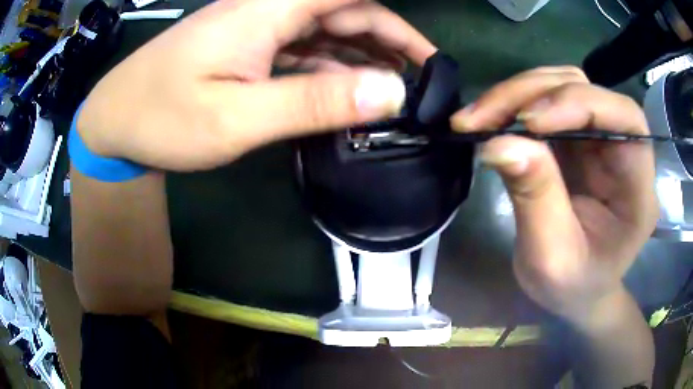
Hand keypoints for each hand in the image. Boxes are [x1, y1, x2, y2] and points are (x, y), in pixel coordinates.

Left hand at [78, 0, 435, 170]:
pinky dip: (331, 68)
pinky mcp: (248, 47)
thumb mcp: (237, 117)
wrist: (116, 121)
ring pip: (327, 30)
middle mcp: (268, 8)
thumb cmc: (163, 118)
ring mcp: (257, 27)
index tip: (428, 54)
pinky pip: (303, 50)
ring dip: (364, 55)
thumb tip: (390, 93)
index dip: (395, 21)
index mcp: (268, 8)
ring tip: (396, 88)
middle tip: (422, 78)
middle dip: (389, 40)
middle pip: (345, 10)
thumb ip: (314, 100)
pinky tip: (347, 91)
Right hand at [451, 67, 658, 322]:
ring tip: (478, 118)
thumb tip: (498, 142)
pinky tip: (490, 119)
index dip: (580, 104)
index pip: (625, 118)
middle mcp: (623, 150)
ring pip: (562, 85)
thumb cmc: (572, 286)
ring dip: (517, 94)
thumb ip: (536, 199)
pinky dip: (514, 104)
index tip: (529, 122)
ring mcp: (599, 139)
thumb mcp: (551, 257)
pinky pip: (546, 101)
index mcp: (638, 187)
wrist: (575, 291)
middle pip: (586, 89)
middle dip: (532, 94)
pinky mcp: (576, 138)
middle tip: (481, 117)